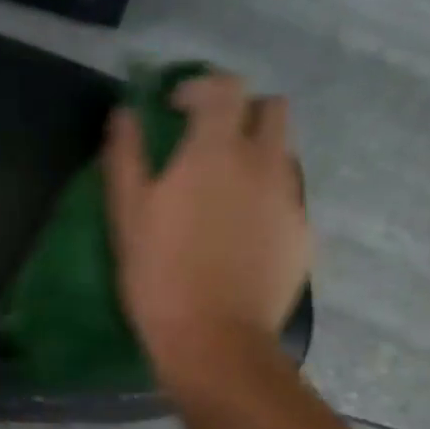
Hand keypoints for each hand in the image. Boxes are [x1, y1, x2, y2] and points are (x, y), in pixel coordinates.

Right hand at [103, 72, 311, 381]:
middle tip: (212, 142)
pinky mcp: (304, 236)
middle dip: (243, 113)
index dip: (200, 87)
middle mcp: (264, 164)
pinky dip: (269, 199)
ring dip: (259, 155)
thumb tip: (125, 114)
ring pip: (284, 154)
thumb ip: (126, 156)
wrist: (215, 341)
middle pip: (272, 109)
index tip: (176, 108)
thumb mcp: (128, 215)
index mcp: (217, 152)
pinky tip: (244, 233)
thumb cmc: (160, 275)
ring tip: (228, 191)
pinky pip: (290, 198)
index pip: (224, 88)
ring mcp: (290, 200)